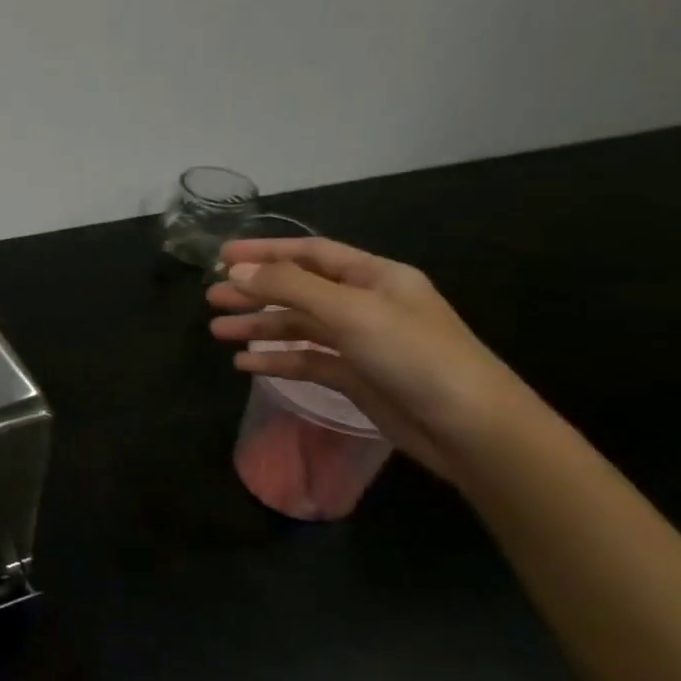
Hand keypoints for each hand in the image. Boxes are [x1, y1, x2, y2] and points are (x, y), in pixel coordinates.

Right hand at [207, 236, 538, 481]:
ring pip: (299, 327)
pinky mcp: (356, 378)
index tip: (222, 256)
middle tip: (211, 297)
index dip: (265, 251)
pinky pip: (307, 361)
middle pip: (299, 290)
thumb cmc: (415, 356)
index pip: (309, 253)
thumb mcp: (351, 312)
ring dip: (259, 327)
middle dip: (255, 291)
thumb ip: (291, 288)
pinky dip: (276, 361)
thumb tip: (237, 271)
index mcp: (374, 276)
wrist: (470, 429)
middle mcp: (365, 304)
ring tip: (217, 331)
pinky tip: (245, 365)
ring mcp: (361, 343)